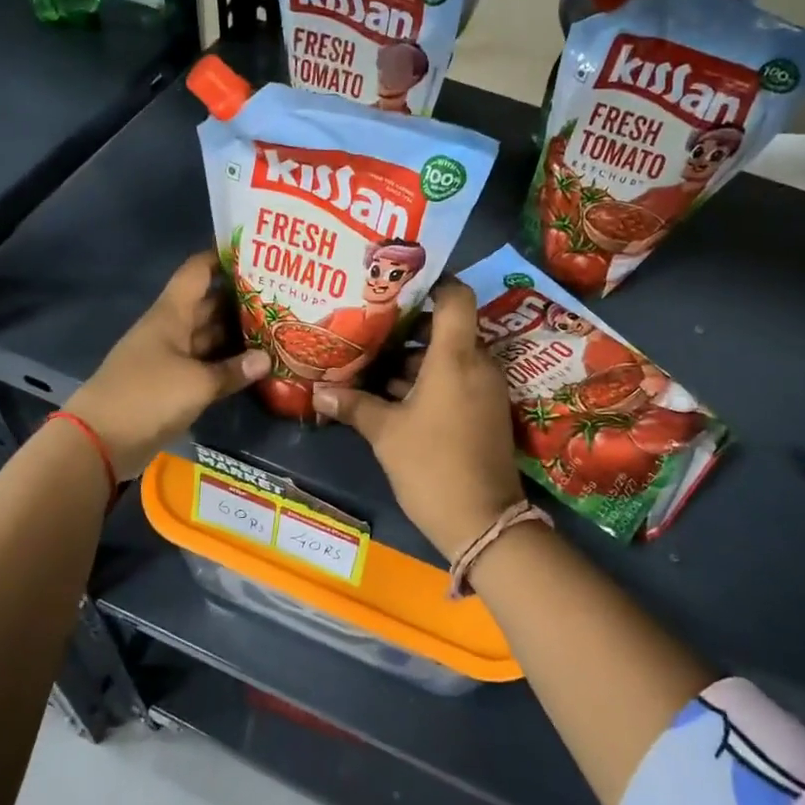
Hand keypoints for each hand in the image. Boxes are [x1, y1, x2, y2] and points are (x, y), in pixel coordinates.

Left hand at [64, 251, 268, 476]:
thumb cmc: (147, 396)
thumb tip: (266, 358)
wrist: (100, 440)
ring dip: (237, 333)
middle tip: (281, 294)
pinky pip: (204, 364)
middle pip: (208, 304)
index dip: (221, 257)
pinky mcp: (171, 383)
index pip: (197, 272)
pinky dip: (226, 362)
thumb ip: (233, 370)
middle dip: (240, 298)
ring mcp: (170, 356)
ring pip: (208, 336)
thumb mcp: (197, 383)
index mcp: (171, 314)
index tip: (254, 252)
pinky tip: (254, 364)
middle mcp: (171, 328)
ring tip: (277, 325)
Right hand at [311, 280, 524, 560]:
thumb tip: (319, 392)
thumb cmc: (432, 466)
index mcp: (456, 357)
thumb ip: (353, 405)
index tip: (397, 283)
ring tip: (371, 362)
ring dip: (415, 359)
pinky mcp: (485, 411)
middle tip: (370, 325)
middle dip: (409, 327)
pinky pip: (456, 380)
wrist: (484, 523)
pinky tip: (392, 395)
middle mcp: (477, 364)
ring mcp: (485, 389)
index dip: (432, 281)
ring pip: (449, 357)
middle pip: (447, 328)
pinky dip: (429, 380)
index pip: (456, 296)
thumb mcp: (386, 434)